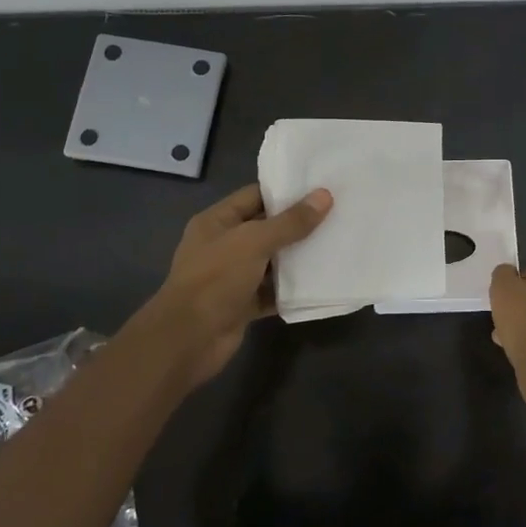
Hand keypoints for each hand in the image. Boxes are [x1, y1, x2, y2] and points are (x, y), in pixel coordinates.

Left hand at [140, 183, 332, 387]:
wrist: (188, 339)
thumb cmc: (215, 279)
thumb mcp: (254, 242)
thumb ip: (290, 222)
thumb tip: (325, 196)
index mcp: (217, 222)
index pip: (255, 196)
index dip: (285, 191)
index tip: (320, 187)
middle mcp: (224, 245)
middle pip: (266, 228)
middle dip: (298, 224)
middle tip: (337, 214)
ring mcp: (233, 277)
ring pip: (272, 261)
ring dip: (298, 257)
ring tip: (335, 243)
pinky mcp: (243, 304)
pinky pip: (273, 291)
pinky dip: (292, 289)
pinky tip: (321, 281)